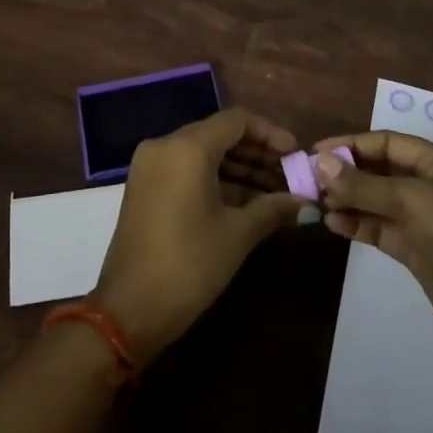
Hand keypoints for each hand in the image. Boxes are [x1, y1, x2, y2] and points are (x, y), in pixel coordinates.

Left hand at [91, 108, 304, 359]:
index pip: (237, 121)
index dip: (270, 134)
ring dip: (239, 168)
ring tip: (275, 192)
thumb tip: (304, 202)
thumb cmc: (189, 265)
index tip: (295, 155)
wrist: (129, 311)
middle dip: (257, 153)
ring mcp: (151, 166)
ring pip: (204, 152)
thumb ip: (273, 208)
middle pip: (220, 134)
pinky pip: (187, 169)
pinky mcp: (145, 187)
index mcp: (187, 147)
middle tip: (290, 176)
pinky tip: (246, 201)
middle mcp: (165, 145)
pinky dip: (216, 179)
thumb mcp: (237, 235)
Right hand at [313, 131, 432, 360]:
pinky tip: (334, 225)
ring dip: (348, 199)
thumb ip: (364, 184)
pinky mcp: (416, 250)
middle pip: (379, 170)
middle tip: (309, 180)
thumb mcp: (411, 201)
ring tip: (316, 204)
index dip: (351, 145)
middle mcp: (429, 185)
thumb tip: (321, 164)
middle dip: (346, 173)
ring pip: (376, 200)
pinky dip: (357, 224)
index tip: (315, 153)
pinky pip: (380, 228)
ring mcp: (422, 219)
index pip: (386, 143)